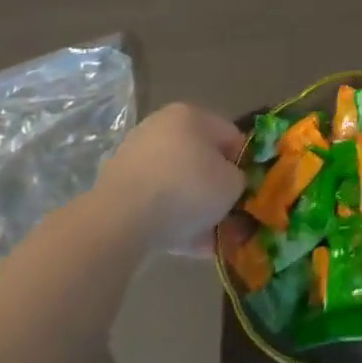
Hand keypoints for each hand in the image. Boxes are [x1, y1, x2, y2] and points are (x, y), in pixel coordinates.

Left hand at [96, 102, 244, 256]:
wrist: (119, 222)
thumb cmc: (186, 189)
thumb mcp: (231, 184)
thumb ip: (239, 180)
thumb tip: (232, 185)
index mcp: (191, 115)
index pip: (229, 136)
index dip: (242, 165)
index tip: (245, 192)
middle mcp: (161, 128)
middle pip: (200, 160)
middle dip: (214, 190)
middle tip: (225, 216)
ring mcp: (135, 159)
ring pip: (176, 185)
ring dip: (193, 210)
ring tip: (207, 240)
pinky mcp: (116, 190)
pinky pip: (154, 204)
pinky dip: (170, 221)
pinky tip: (185, 247)